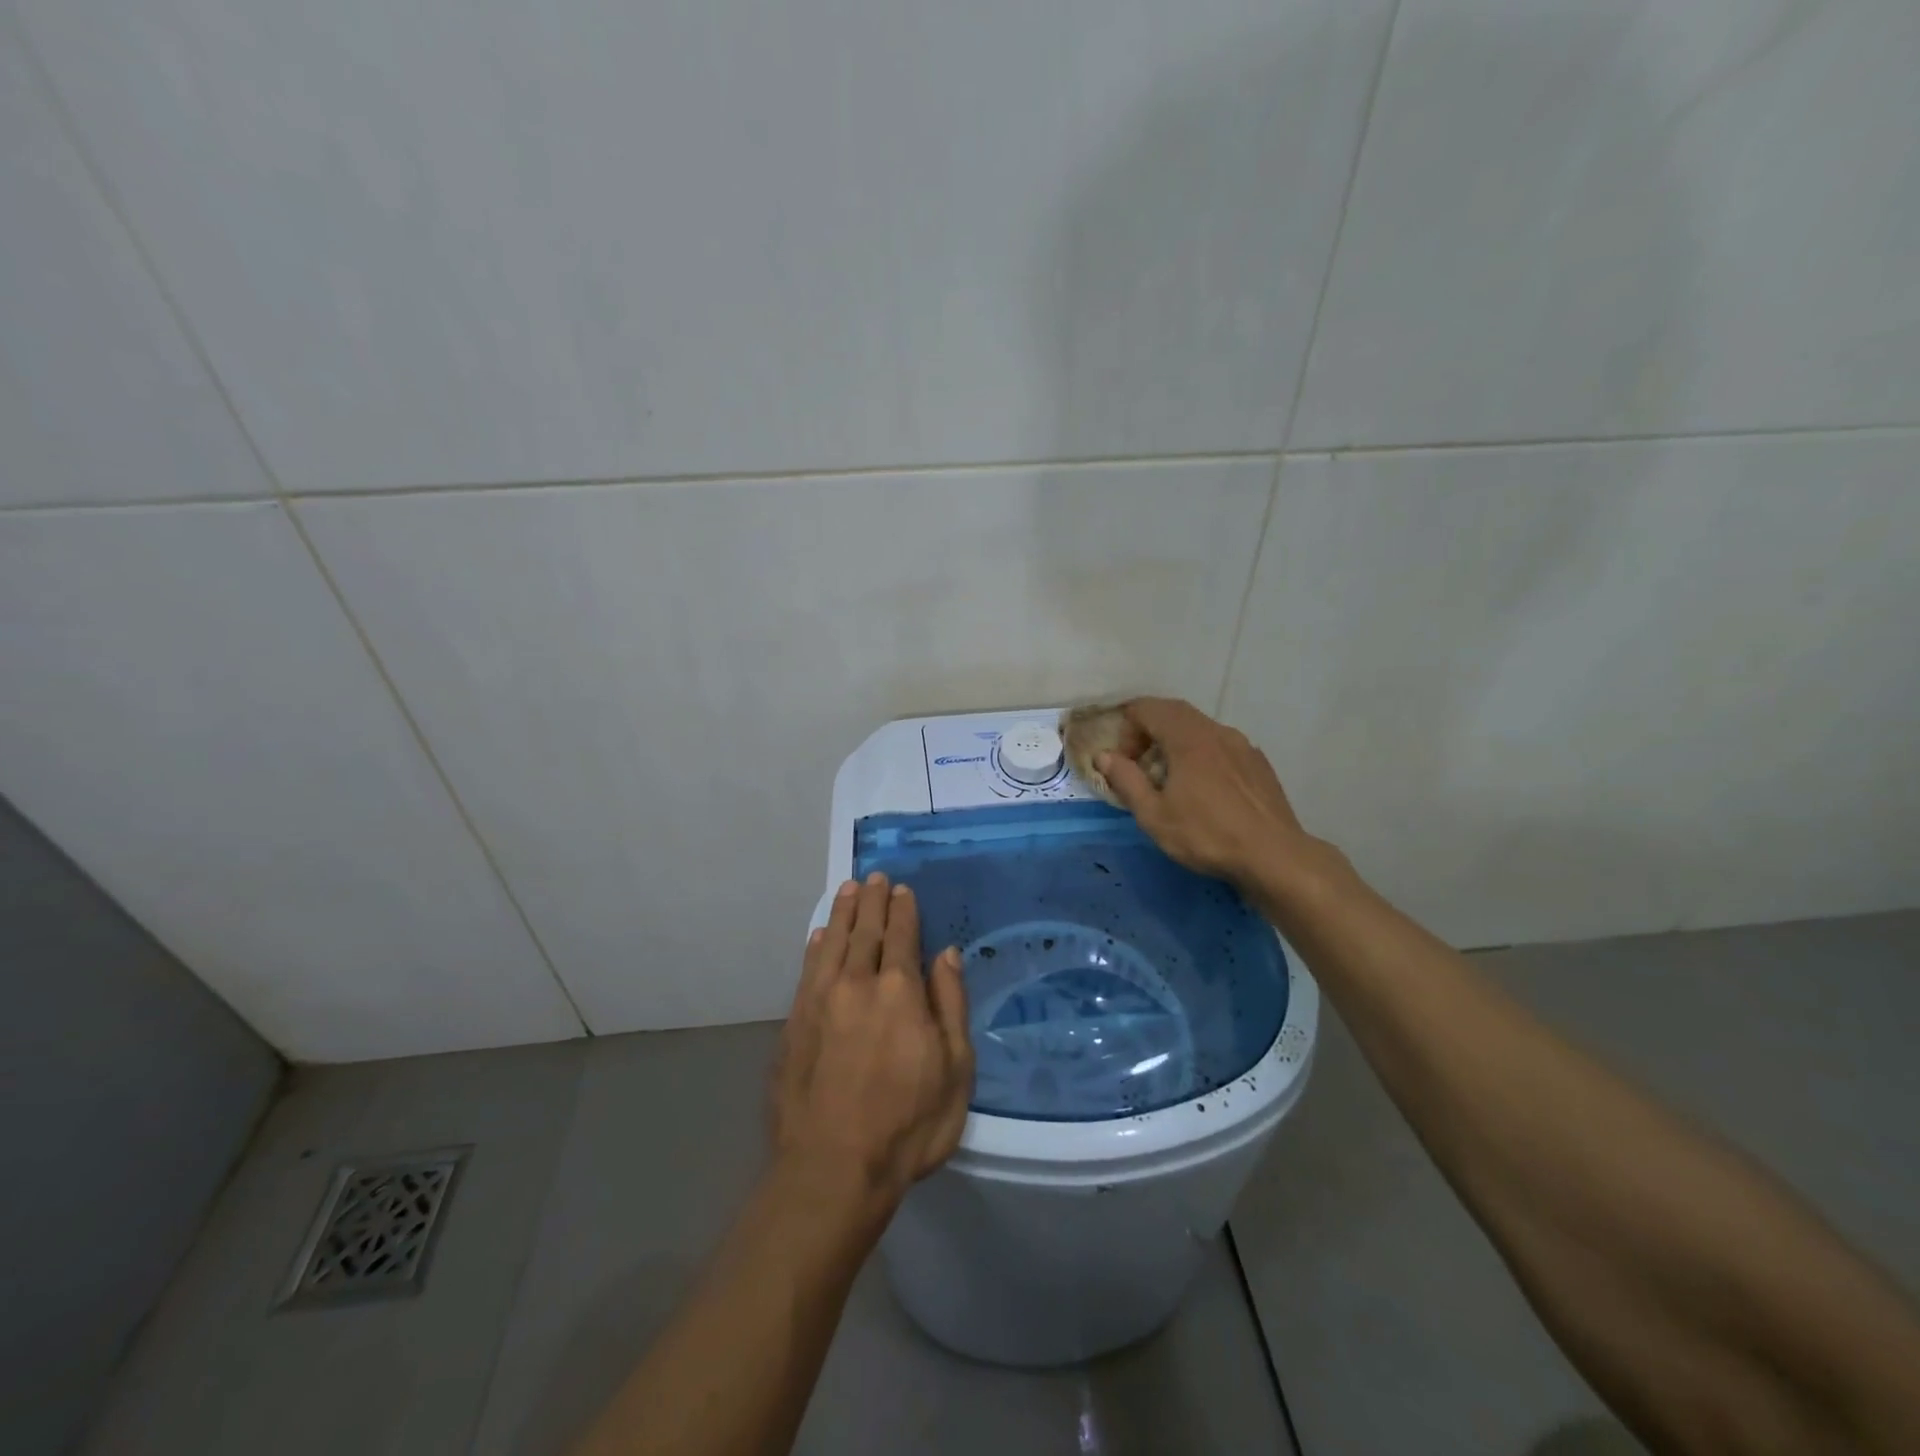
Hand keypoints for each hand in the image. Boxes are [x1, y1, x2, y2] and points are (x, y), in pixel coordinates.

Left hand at [770, 874, 974, 1206]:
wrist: (832, 1168)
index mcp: (900, 991)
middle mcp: (857, 983)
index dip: (903, 910)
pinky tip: (819, 936)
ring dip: (841, 913)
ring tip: (847, 889)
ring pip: (832, 942)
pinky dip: (815, 947)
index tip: (902, 889)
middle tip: (874, 877)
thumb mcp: (955, 1069)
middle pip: (865, 930)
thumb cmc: (908, 1124)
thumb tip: (946, 954)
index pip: (902, 936)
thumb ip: (950, 1004)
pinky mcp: (795, 1023)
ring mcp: (821, 1001)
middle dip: (871, 901)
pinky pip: (807, 970)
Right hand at [1096, 697, 1319, 894]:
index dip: (1127, 728)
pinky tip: (1205, 789)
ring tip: (1171, 779)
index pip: (1147, 708)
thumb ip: (1125, 780)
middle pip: (1174, 712)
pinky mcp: (1258, 763)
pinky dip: (1202, 754)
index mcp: (1188, 738)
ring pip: (1200, 727)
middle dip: (1149, 730)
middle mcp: (1216, 731)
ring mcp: (1242, 745)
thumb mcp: (1154, 815)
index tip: (1124, 762)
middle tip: (1140, 764)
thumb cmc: (1207, 835)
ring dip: (1176, 742)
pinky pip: (1221, 745)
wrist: (1274, 856)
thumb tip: (1104, 755)